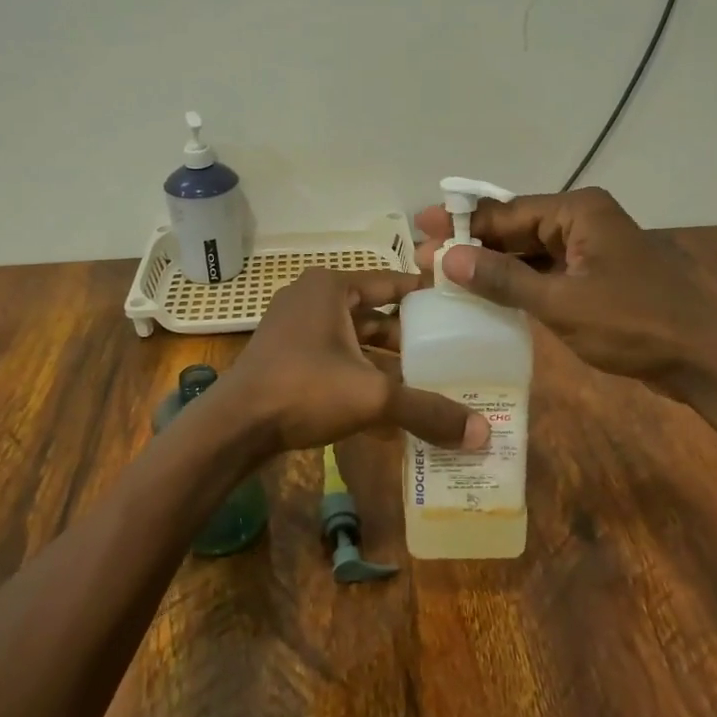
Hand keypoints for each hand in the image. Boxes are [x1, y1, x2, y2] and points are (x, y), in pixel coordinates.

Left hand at [215, 268, 490, 455]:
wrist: (234, 427)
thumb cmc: (304, 390)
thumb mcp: (372, 396)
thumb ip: (426, 409)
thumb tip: (482, 433)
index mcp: (330, 288)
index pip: (390, 282)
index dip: (425, 295)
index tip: (460, 308)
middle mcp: (311, 299)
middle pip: (374, 313)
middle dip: (409, 336)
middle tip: (450, 352)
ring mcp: (295, 328)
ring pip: (354, 339)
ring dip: (385, 360)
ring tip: (427, 380)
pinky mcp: (286, 356)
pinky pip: (335, 358)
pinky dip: (360, 375)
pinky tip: (388, 405)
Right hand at [412, 187, 716, 396]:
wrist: (704, 360)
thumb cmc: (634, 325)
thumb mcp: (561, 303)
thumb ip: (503, 279)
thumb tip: (447, 257)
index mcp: (578, 211)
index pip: (508, 211)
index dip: (462, 224)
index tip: (421, 231)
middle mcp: (583, 221)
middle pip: (516, 228)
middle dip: (473, 244)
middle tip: (426, 258)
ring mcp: (590, 250)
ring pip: (529, 252)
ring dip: (492, 264)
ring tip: (446, 275)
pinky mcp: (594, 277)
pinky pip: (545, 272)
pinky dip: (517, 282)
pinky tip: (486, 294)